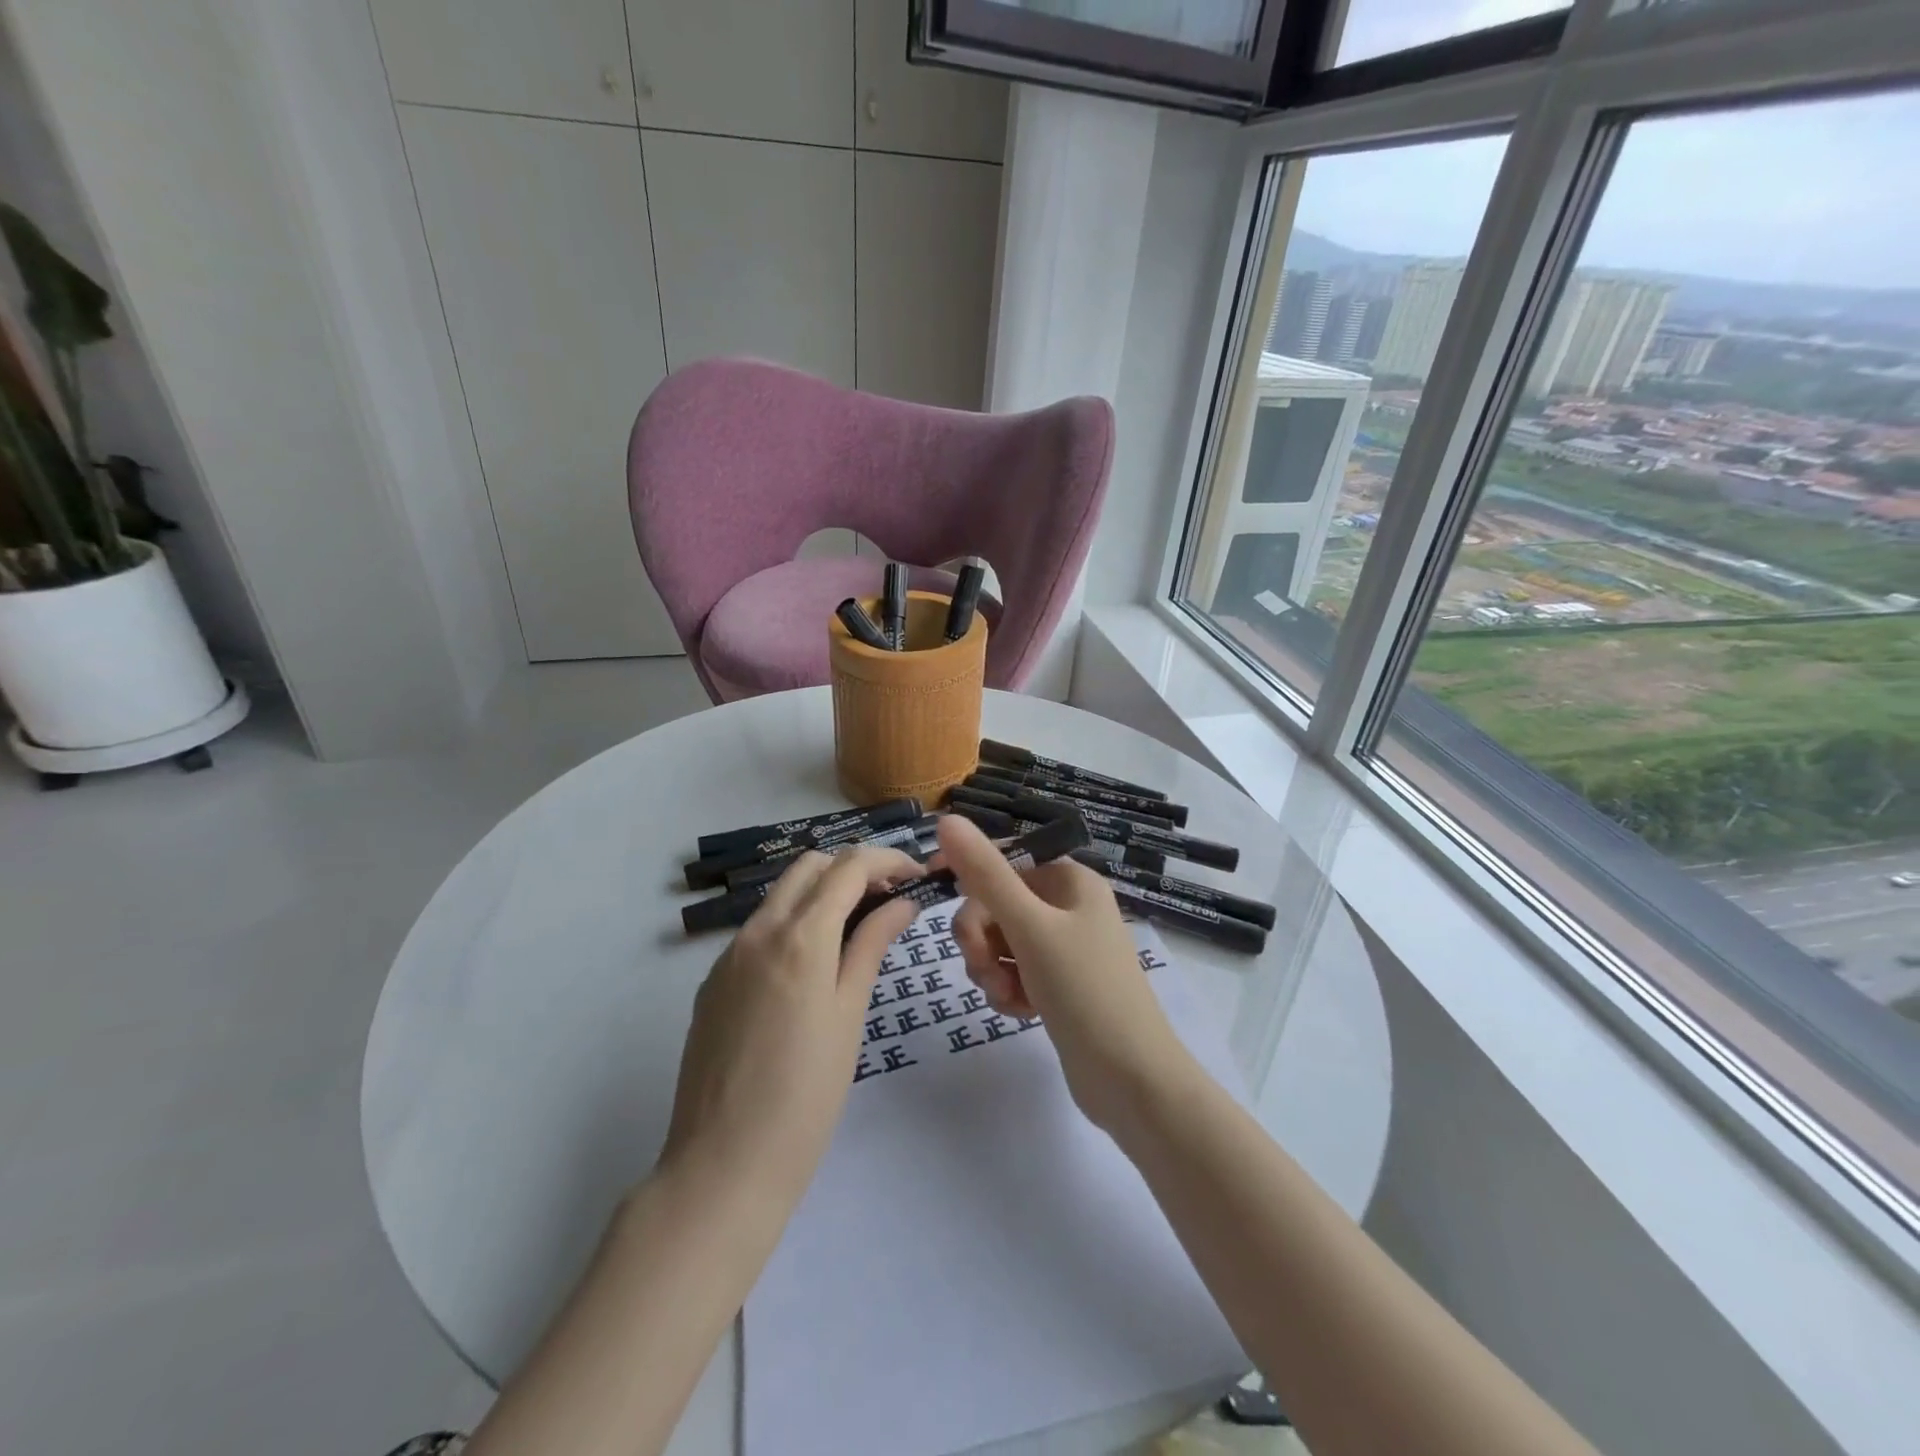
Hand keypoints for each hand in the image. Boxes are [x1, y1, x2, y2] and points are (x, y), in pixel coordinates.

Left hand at [658, 845, 922, 1209]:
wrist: (723, 1165)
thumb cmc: (806, 1095)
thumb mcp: (849, 1014)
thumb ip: (871, 946)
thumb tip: (902, 903)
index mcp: (799, 936)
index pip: (849, 866)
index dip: (887, 861)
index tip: (916, 877)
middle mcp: (757, 930)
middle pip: (810, 866)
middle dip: (853, 870)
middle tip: (888, 902)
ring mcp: (728, 955)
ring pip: (781, 895)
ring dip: (821, 895)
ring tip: (856, 932)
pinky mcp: (713, 981)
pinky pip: (759, 930)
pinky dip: (793, 925)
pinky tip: (811, 969)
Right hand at [941, 816, 1191, 1131]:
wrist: (1133, 1082)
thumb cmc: (1085, 992)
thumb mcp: (1030, 928)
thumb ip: (986, 875)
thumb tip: (947, 819)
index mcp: (1070, 880)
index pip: (1004, 859)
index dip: (967, 871)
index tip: (931, 887)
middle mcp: (1069, 906)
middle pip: (997, 903)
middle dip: (981, 936)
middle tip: (983, 966)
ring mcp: (1064, 947)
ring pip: (1001, 941)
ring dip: (991, 968)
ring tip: (1006, 995)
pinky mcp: (1058, 984)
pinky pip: (1014, 972)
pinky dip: (1007, 989)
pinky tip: (1020, 1012)